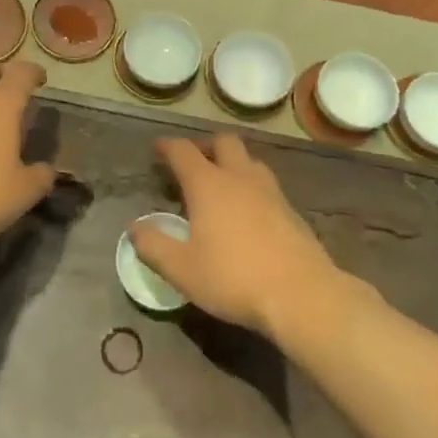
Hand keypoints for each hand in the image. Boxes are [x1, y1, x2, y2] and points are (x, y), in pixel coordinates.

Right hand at [132, 134, 338, 337]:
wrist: (302, 294)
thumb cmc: (234, 278)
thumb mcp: (182, 269)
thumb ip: (154, 246)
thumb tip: (135, 228)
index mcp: (208, 184)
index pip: (184, 151)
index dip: (168, 147)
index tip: (158, 149)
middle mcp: (240, 177)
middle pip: (223, 142)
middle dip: (205, 146)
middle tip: (193, 162)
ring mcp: (270, 191)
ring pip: (249, 160)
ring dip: (233, 163)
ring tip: (221, 184)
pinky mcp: (291, 210)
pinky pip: (266, 185)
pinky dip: (251, 187)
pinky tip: (248, 212)